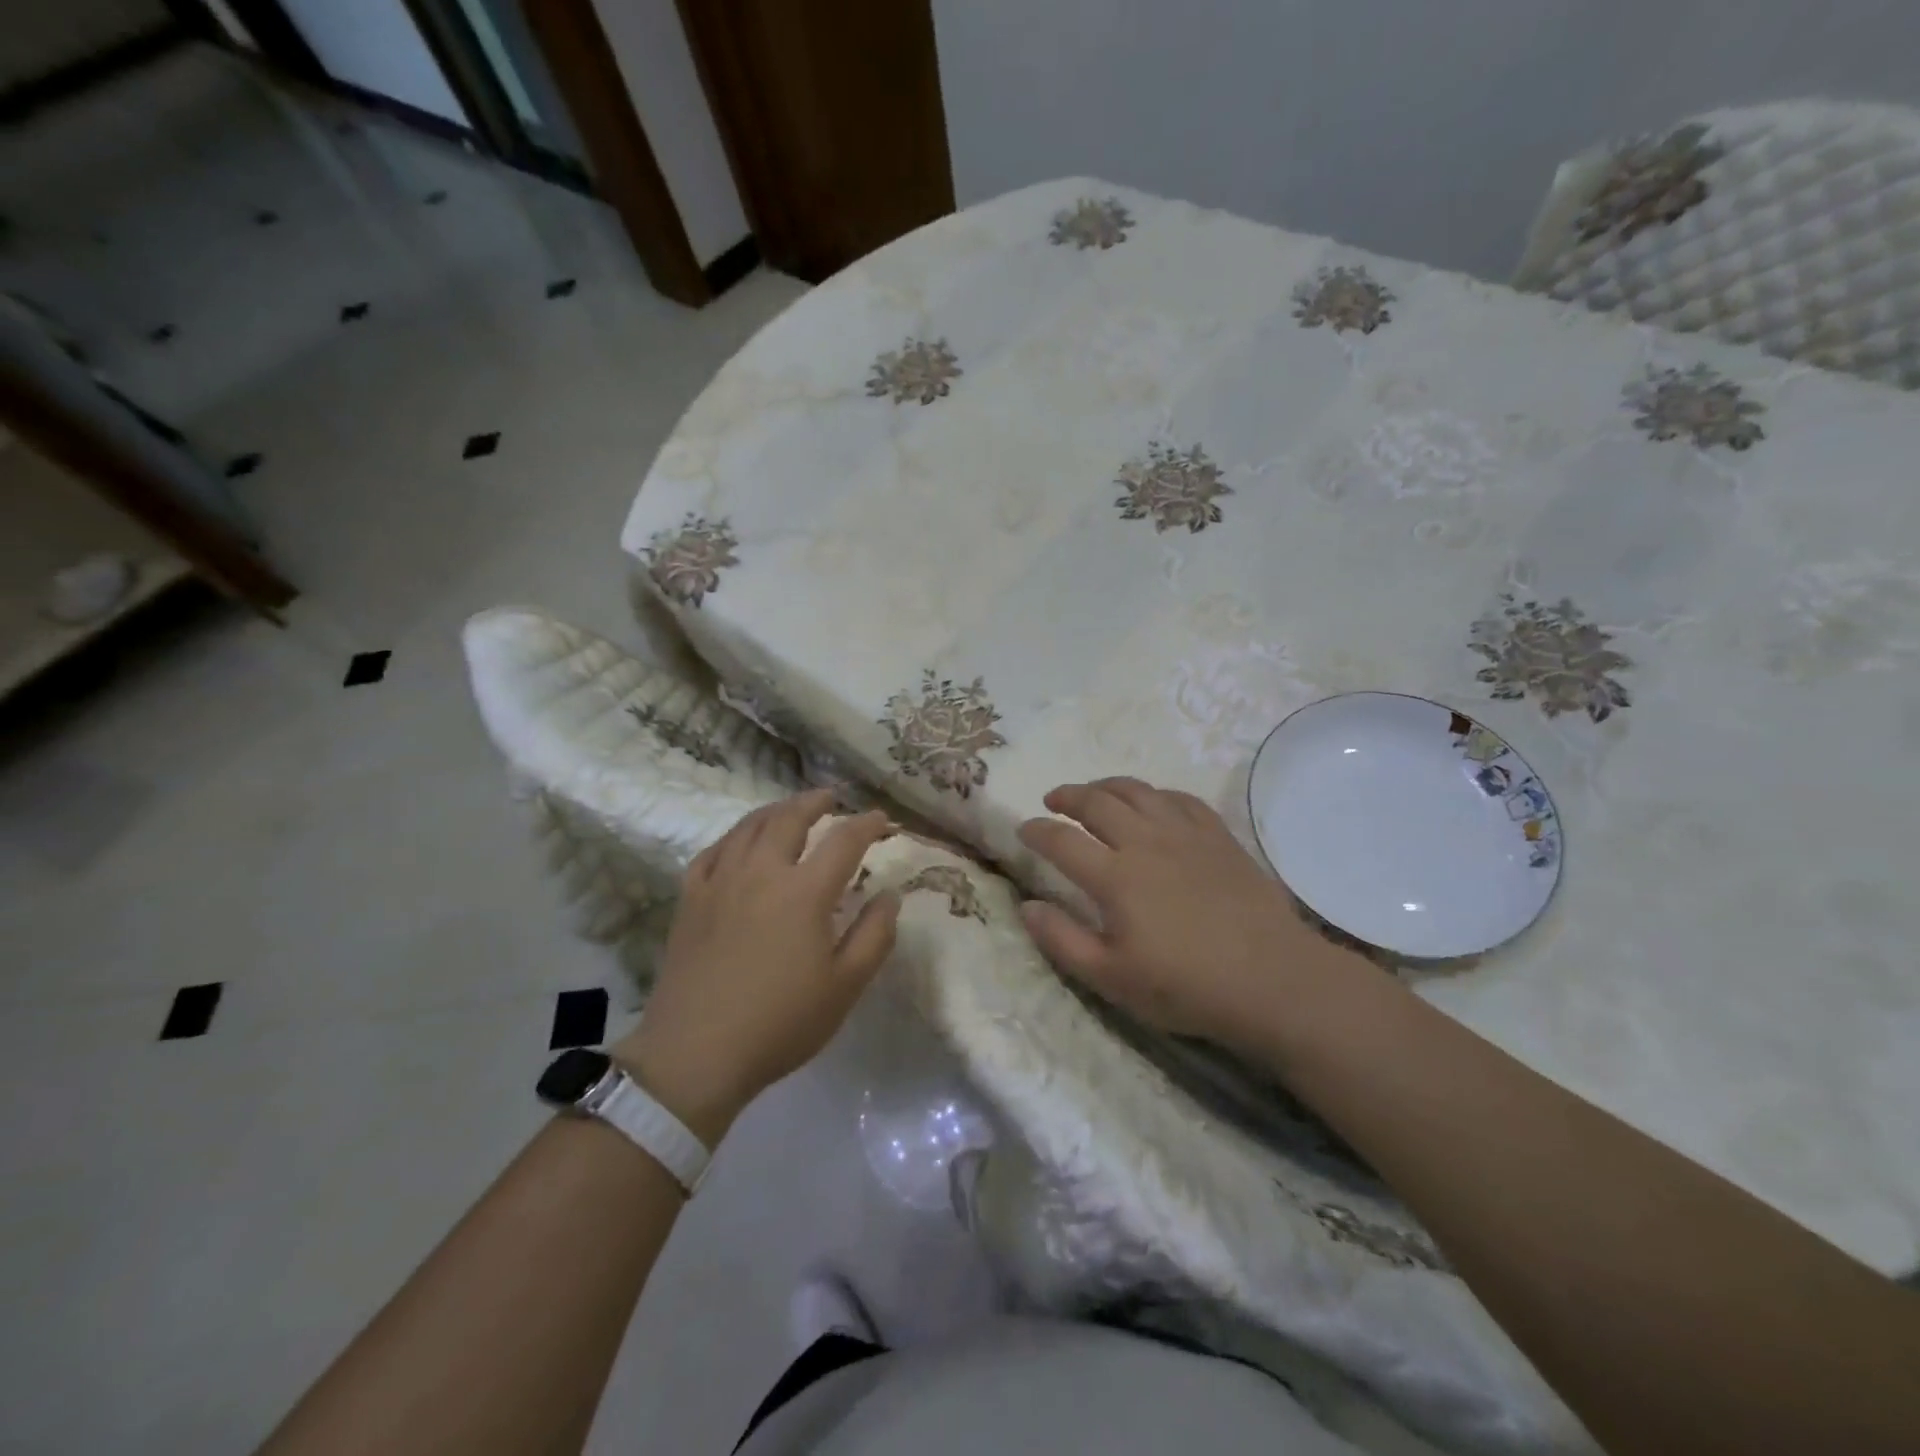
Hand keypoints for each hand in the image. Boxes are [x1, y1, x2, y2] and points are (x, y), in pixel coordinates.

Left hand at [613, 790, 898, 1141]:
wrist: (696, 1054)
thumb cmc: (780, 1022)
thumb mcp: (845, 986)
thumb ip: (875, 935)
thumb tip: (890, 895)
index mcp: (804, 892)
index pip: (844, 841)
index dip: (867, 824)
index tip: (882, 820)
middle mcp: (761, 872)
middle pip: (790, 818)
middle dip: (815, 801)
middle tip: (831, 798)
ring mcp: (720, 882)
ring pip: (748, 827)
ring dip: (775, 810)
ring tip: (790, 809)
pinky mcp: (690, 899)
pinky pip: (712, 851)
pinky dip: (733, 837)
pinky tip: (739, 843)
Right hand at [1017, 777, 1367, 1051]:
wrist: (1272, 979)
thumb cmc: (1185, 985)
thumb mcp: (1111, 977)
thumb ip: (1062, 940)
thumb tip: (1026, 906)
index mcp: (1114, 876)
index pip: (1061, 840)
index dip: (1036, 831)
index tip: (1023, 829)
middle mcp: (1145, 842)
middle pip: (1097, 802)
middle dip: (1068, 796)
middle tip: (1053, 800)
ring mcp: (1185, 833)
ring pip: (1137, 791)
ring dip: (1107, 785)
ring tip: (1094, 791)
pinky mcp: (1218, 836)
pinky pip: (1180, 798)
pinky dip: (1156, 793)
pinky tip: (1153, 802)